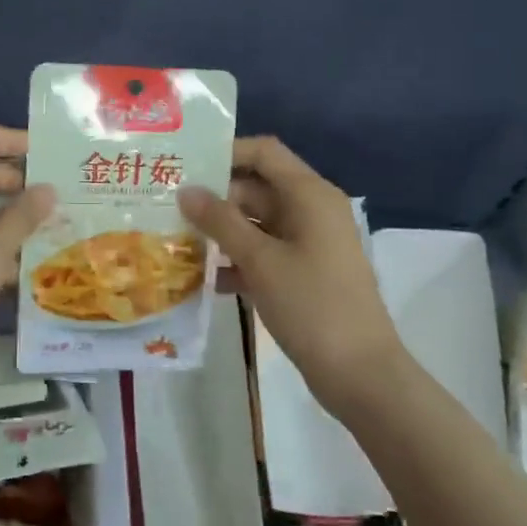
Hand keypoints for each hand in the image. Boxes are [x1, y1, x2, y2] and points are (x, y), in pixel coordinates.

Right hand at [179, 137, 407, 405]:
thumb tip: (185, 190)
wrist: (359, 373)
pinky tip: (202, 277)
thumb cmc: (311, 305)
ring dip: (220, 230)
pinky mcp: (303, 273)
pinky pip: (263, 253)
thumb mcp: (260, 260)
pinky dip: (236, 259)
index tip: (184, 165)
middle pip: (256, 187)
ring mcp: (308, 244)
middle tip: (167, 205)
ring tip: (174, 238)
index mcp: (310, 195)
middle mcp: (311, 211)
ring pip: (256, 223)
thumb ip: (220, 221)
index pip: (264, 152)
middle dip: (214, 196)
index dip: (226, 152)